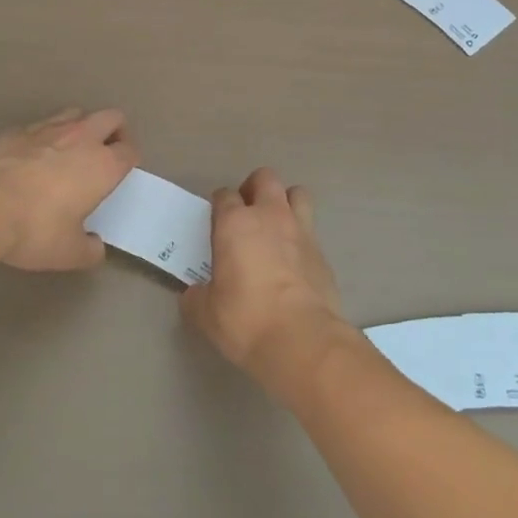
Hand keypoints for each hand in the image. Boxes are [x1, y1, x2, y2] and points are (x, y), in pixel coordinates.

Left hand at [0, 108, 137, 271]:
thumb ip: (89, 249)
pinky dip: (43, 136)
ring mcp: (47, 129)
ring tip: (69, 150)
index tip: (121, 174)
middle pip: (111, 117)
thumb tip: (95, 246)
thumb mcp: (69, 253)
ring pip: (76, 113)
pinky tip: (31, 156)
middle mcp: (81, 138)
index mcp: (103, 165)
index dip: (129, 160)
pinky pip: (39, 125)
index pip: (130, 150)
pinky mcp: (16, 131)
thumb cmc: (35, 229)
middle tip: (104, 154)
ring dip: (80, 127)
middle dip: (114, 131)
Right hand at [181, 168, 356, 399]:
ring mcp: (301, 231)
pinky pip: (311, 231)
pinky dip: (301, 238)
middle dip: (254, 189)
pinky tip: (294, 262)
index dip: (219, 206)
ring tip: (276, 227)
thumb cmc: (246, 319)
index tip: (216, 223)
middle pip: (265, 178)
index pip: (224, 195)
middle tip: (247, 214)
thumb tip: (195, 293)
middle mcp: (270, 216)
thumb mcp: (206, 314)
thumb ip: (197, 297)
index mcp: (236, 223)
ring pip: (297, 193)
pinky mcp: (323, 253)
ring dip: (286, 203)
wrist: (302, 340)